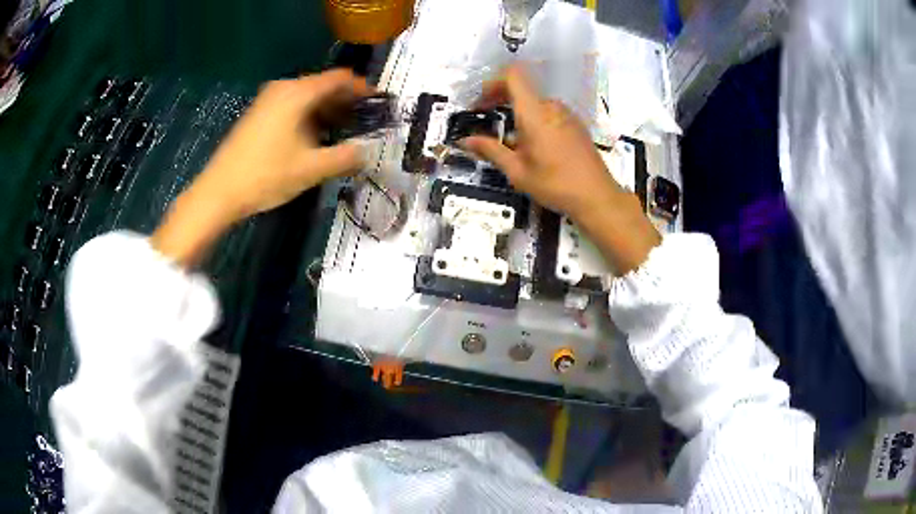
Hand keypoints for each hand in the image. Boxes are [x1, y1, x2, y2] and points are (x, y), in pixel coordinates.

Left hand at [152, 69, 371, 266]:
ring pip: (306, 96)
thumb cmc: (265, 175)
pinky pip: (292, 105)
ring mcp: (267, 100)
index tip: (377, 104)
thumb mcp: (310, 169)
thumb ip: (345, 158)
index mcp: (298, 93)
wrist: (218, 192)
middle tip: (363, 121)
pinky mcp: (258, 114)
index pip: (339, 78)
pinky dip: (308, 115)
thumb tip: (367, 153)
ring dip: (327, 110)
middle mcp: (283, 88)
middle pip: (323, 85)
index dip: (362, 88)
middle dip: (345, 101)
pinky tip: (313, 136)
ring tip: (342, 131)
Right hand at [462, 65, 659, 273]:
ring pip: (535, 102)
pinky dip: (534, 119)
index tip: (481, 102)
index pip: (513, 76)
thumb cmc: (555, 184)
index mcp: (535, 113)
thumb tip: (464, 141)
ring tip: (508, 138)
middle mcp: (551, 107)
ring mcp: (566, 114)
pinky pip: (548, 113)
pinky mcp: (575, 124)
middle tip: (484, 116)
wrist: (597, 196)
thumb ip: (490, 150)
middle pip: (522, 88)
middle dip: (500, 98)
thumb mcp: (517, 171)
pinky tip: (531, 145)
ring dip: (517, 111)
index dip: (493, 82)